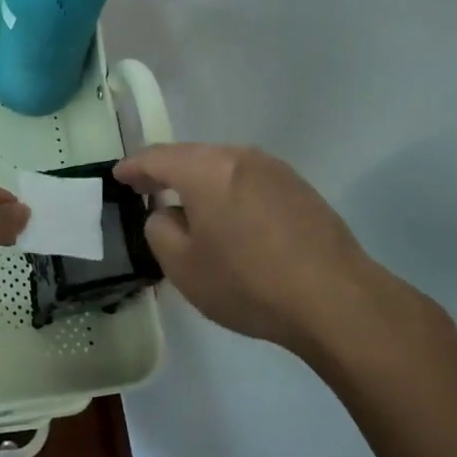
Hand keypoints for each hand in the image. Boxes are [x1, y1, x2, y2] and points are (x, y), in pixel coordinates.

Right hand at [116, 143, 407, 361]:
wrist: (338, 301)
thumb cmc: (249, 283)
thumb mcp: (184, 267)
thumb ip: (160, 230)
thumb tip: (167, 213)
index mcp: (205, 168)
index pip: (157, 157)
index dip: (133, 166)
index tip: (118, 175)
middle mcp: (239, 156)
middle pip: (192, 156)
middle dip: (167, 171)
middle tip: (147, 188)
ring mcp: (274, 169)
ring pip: (223, 166)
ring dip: (202, 181)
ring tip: (189, 205)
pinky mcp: (300, 188)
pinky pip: (250, 180)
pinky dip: (231, 192)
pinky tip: (233, 218)